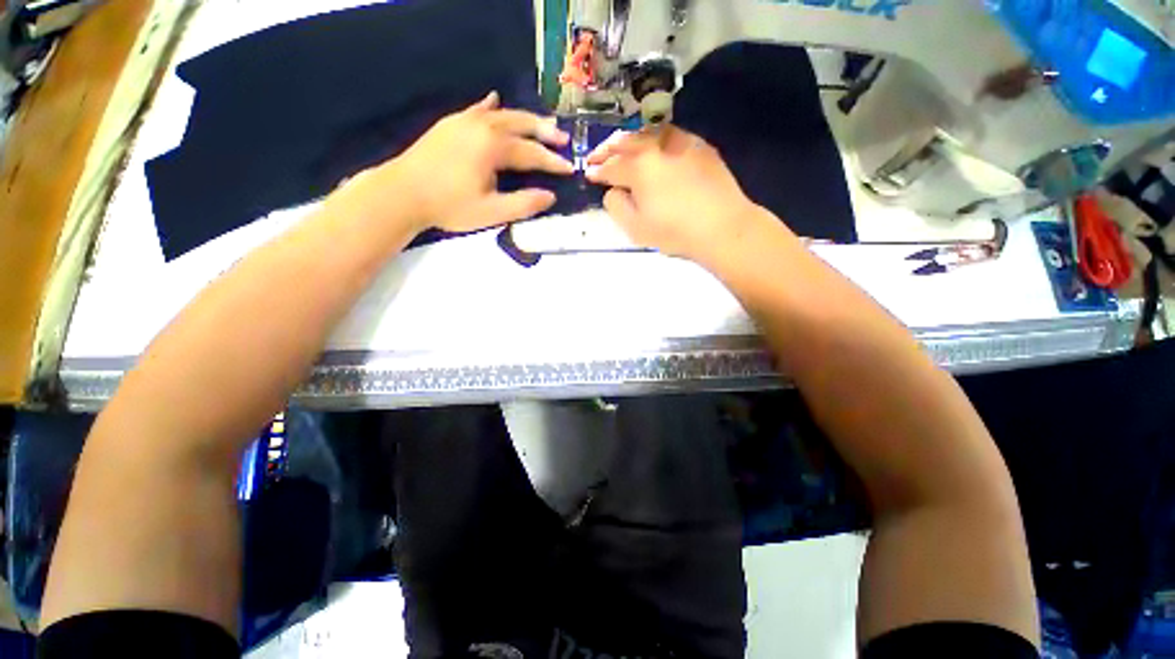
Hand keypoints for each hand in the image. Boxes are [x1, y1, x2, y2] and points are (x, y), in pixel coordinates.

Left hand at [341, 92, 573, 233]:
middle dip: (544, 132)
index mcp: (493, 147)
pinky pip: (477, 109)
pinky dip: (491, 106)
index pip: (532, 153)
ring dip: (525, 119)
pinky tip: (495, 100)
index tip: (571, 169)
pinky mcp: (451, 124)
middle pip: (521, 124)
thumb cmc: (449, 206)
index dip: (553, 163)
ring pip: (502, 114)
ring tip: (542, 125)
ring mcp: (464, 121)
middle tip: (563, 139)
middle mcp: (482, 126)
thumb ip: (524, 204)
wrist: (402, 193)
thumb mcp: (491, 212)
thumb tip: (550, 196)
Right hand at [586, 126, 766, 263]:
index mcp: (638, 168)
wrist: (722, 226)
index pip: (610, 166)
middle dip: (607, 148)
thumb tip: (613, 189)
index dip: (596, 171)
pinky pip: (670, 135)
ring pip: (647, 133)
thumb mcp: (635, 228)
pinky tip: (653, 145)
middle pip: (626, 142)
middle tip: (596, 155)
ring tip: (621, 146)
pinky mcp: (699, 145)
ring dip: (629, 139)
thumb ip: (616, 205)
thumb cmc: (674, 231)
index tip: (588, 174)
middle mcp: (656, 147)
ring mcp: (680, 142)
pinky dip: (654, 138)